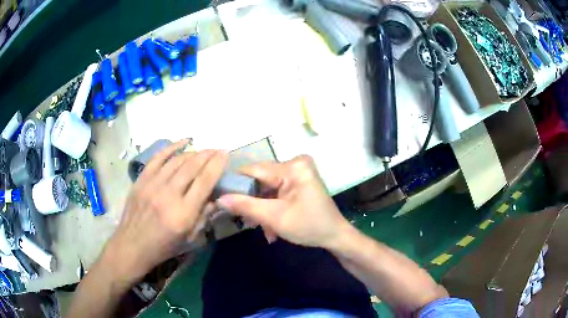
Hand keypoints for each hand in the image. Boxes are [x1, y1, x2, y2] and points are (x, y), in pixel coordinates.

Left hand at [103, 140, 227, 281]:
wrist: (133, 245)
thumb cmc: (164, 246)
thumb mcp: (190, 239)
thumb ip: (204, 215)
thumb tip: (215, 196)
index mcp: (183, 213)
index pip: (204, 182)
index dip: (217, 165)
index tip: (225, 154)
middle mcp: (168, 194)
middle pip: (191, 167)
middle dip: (207, 155)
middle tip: (216, 150)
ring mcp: (152, 184)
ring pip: (176, 160)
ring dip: (193, 152)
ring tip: (203, 150)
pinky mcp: (141, 180)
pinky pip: (158, 158)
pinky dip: (171, 147)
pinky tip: (182, 142)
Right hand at [216, 155, 350, 248]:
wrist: (335, 236)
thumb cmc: (309, 227)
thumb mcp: (274, 218)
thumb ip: (246, 206)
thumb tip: (219, 198)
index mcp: (292, 167)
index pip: (253, 170)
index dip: (235, 184)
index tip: (220, 198)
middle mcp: (294, 164)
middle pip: (260, 180)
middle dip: (253, 203)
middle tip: (247, 222)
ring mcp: (297, 173)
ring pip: (266, 189)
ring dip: (262, 210)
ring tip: (265, 230)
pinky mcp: (298, 182)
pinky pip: (276, 192)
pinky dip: (271, 208)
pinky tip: (272, 227)